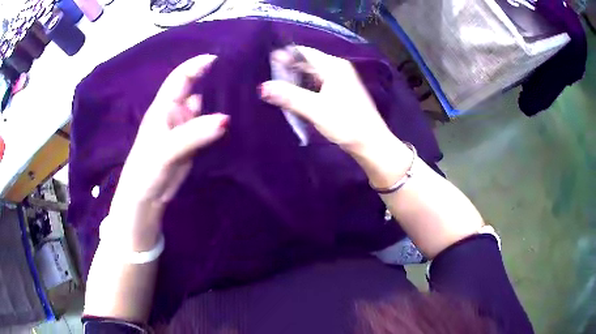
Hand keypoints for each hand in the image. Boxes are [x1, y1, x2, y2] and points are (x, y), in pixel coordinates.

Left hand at [106, 55, 228, 249]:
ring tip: (246, 98)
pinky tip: (237, 122)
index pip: (181, 78)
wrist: (146, 197)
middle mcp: (176, 113)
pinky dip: (221, 124)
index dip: (196, 65)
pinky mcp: (193, 143)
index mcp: (164, 107)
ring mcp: (186, 128)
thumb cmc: (147, 169)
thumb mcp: (166, 150)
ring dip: (222, 104)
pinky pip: (209, 128)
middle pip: (197, 90)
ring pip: (206, 109)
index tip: (220, 58)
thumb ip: (193, 134)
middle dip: (216, 82)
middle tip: (243, 78)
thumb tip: (226, 119)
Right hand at [260, 46, 394, 154]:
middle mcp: (338, 69)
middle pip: (308, 62)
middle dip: (289, 68)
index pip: (304, 52)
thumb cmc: (346, 124)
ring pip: (313, 74)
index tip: (267, 63)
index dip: (285, 55)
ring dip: (296, 78)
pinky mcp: (342, 93)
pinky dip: (305, 87)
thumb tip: (263, 87)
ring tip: (277, 87)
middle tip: (269, 77)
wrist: (371, 143)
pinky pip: (319, 84)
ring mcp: (341, 81)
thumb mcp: (315, 109)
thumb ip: (289, 96)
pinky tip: (295, 96)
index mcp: (333, 67)